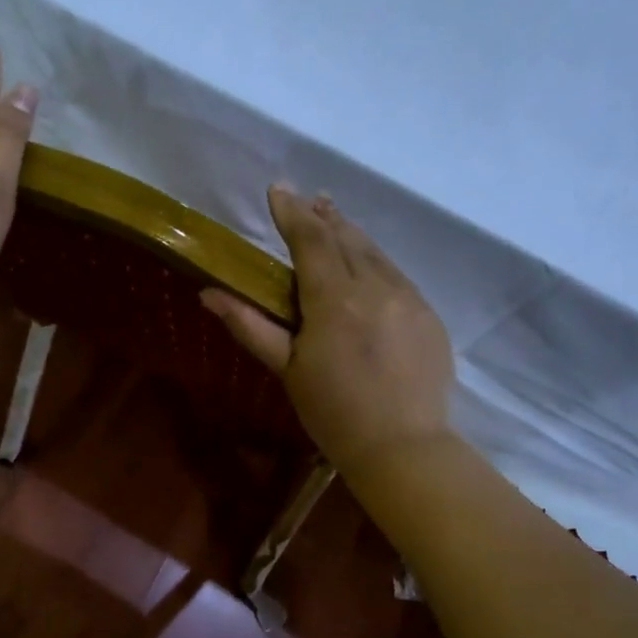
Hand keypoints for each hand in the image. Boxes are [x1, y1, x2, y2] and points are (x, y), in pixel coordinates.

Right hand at [203, 186, 453, 473]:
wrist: (404, 447)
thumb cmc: (334, 412)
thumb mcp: (287, 369)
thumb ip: (250, 325)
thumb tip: (209, 293)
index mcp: (335, 300)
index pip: (311, 240)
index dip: (291, 212)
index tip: (278, 189)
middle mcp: (376, 287)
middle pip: (346, 238)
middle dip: (323, 216)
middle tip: (307, 198)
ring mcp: (409, 298)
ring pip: (375, 252)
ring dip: (351, 232)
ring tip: (333, 217)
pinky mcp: (429, 315)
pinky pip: (397, 274)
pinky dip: (375, 260)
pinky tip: (367, 263)